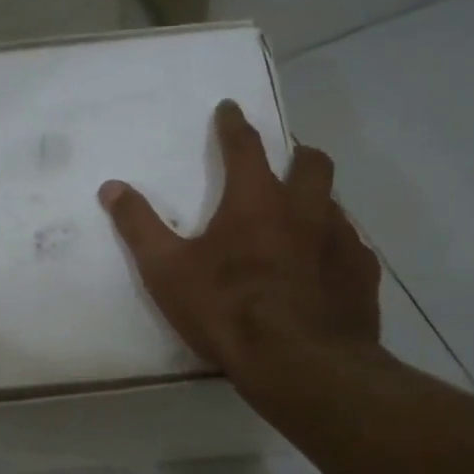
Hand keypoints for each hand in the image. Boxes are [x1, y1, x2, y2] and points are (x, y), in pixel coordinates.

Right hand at [99, 99, 381, 384]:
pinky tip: (325, 270)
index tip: (230, 107)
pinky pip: (352, 248)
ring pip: (335, 204)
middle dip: (297, 154)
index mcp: (256, 200)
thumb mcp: (168, 271)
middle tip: (286, 161)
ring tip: (303, 222)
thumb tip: (111, 186)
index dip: (234, 124)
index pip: (244, 145)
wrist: (301, 365)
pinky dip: (335, 248)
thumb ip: (139, 226)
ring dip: (318, 203)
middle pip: (311, 163)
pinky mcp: (362, 275)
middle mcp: (306, 209)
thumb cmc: (228, 311)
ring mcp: (341, 240)